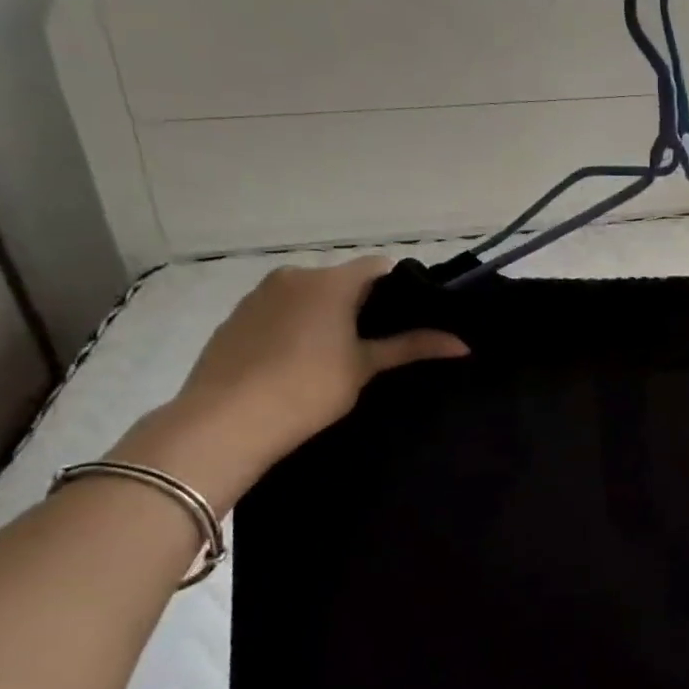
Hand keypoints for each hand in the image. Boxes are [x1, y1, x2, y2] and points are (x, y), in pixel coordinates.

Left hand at [115, 257, 466, 508]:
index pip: (378, 267)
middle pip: (341, 280)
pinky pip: (278, 311)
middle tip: (376, 342)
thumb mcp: (365, 367)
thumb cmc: (308, 388)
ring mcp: (258, 295)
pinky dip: (294, 326)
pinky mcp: (235, 318)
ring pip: (307, 295)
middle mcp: (293, 276)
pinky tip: (296, 362)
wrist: (225, 421)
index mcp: (331, 281)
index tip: (409, 318)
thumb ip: (411, 347)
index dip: (399, 288)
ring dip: (325, 314)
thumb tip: (462, 344)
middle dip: (361, 304)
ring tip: (335, 355)